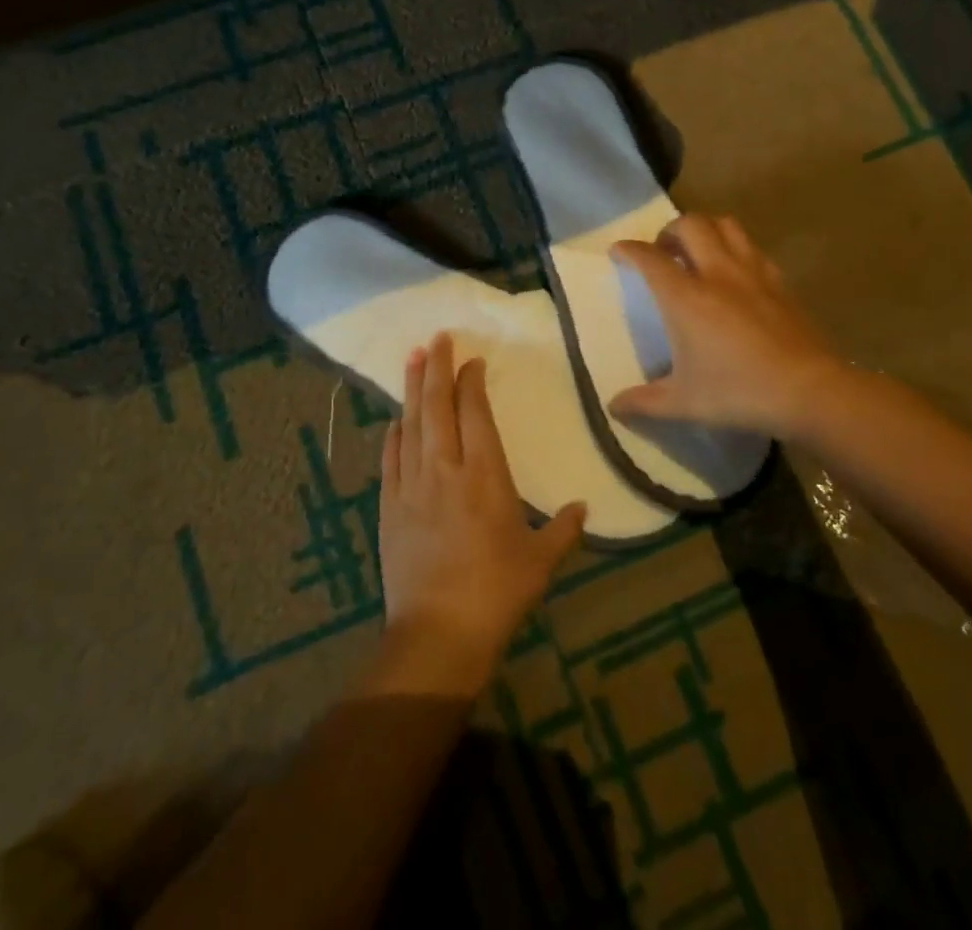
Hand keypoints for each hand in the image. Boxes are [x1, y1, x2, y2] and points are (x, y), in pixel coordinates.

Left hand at [376, 333, 586, 696]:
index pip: (476, 412)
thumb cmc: (497, 592)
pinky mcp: (389, 506)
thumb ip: (564, 529)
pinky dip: (394, 433)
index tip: (473, 360)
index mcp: (485, 474)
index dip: (472, 381)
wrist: (438, 633)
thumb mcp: (541, 561)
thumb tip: (582, 508)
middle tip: (437, 337)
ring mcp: (412, 485)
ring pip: (411, 424)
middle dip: (437, 367)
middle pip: (438, 405)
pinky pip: (390, 458)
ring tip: (414, 358)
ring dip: (413, 389)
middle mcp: (445, 468)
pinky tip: (396, 419)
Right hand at [609, 214, 847, 439]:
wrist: (809, 391)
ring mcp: (753, 273)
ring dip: (705, 229)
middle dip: (669, 230)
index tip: (618, 251)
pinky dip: (736, 248)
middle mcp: (717, 273)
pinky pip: (753, 248)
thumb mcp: (684, 403)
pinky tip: (735, 273)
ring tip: (697, 251)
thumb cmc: (738, 393)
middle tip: (662, 251)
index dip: (629, 249)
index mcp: (686, 297)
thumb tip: (613, 407)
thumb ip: (643, 402)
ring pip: (726, 225)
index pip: (649, 258)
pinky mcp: (780, 282)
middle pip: (690, 225)